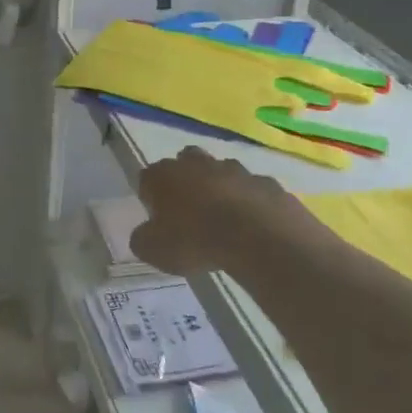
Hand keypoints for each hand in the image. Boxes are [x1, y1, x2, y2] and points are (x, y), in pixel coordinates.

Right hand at [130, 146, 323, 275]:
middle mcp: (199, 164)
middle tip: (190, 210)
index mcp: (165, 175)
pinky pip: (255, 192)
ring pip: (224, 172)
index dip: (150, 196)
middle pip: (187, 161)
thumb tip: (144, 235)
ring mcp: (237, 170)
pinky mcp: (268, 184)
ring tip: (225, 221)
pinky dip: (253, 205)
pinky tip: (255, 228)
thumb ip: (143, 240)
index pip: (147, 177)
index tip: (157, 218)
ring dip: (222, 189)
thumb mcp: (155, 251)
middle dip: (187, 179)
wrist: (259, 239)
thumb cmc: (196, 241)